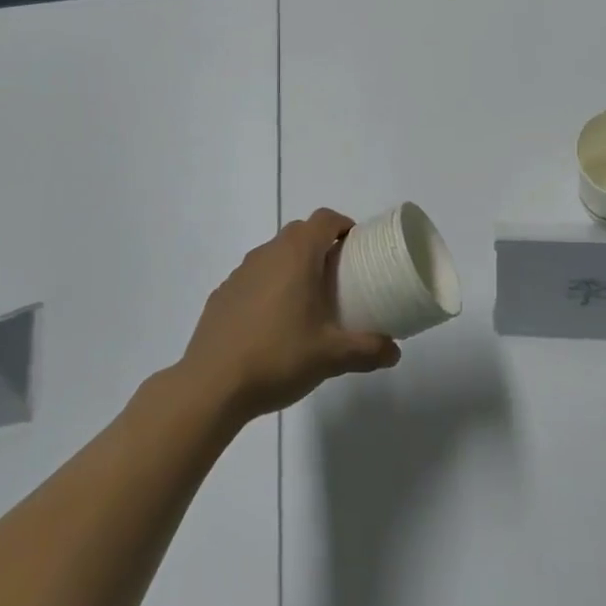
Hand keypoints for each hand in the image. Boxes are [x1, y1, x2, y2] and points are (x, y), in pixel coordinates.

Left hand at [180, 209, 399, 424]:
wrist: (211, 386)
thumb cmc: (278, 357)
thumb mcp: (331, 357)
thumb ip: (368, 350)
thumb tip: (394, 352)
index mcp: (296, 255)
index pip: (324, 219)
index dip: (344, 225)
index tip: (357, 247)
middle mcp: (267, 254)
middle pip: (299, 232)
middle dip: (321, 245)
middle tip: (338, 276)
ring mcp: (239, 273)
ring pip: (273, 255)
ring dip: (293, 266)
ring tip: (307, 301)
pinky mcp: (221, 295)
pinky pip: (253, 279)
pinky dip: (268, 287)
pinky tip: (273, 324)